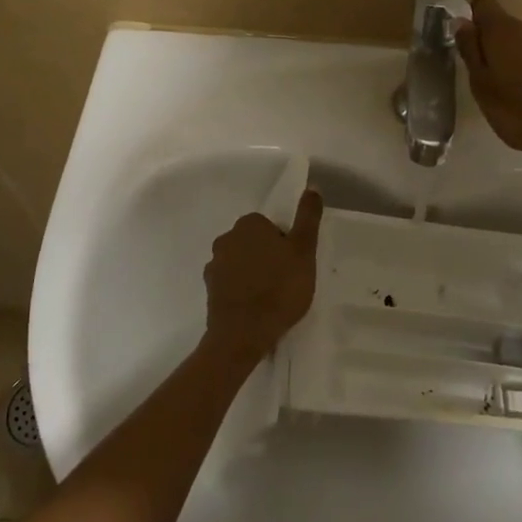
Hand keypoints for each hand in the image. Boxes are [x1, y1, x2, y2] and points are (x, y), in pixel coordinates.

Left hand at [203, 188, 323, 363]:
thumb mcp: (304, 250)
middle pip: (255, 243)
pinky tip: (255, 308)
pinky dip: (242, 290)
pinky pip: (231, 282)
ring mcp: (214, 264)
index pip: (271, 226)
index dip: (286, 244)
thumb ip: (308, 217)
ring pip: (242, 262)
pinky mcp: (210, 289)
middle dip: (268, 257)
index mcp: (249, 224)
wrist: (243, 333)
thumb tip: (312, 187)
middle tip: (286, 281)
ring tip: (271, 298)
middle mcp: (226, 238)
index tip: (294, 264)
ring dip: (254, 274)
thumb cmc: (279, 288)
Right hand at [456, 0, 521, 171]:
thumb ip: (470, 50)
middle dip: (488, 43)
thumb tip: (461, 22)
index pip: (482, 4)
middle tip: (479, 75)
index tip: (464, 43)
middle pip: (502, 25)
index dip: (470, 18)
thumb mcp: (481, 84)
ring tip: (502, 89)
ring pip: (520, 42)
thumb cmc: (518, 108)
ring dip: (508, 58)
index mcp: (502, 30)